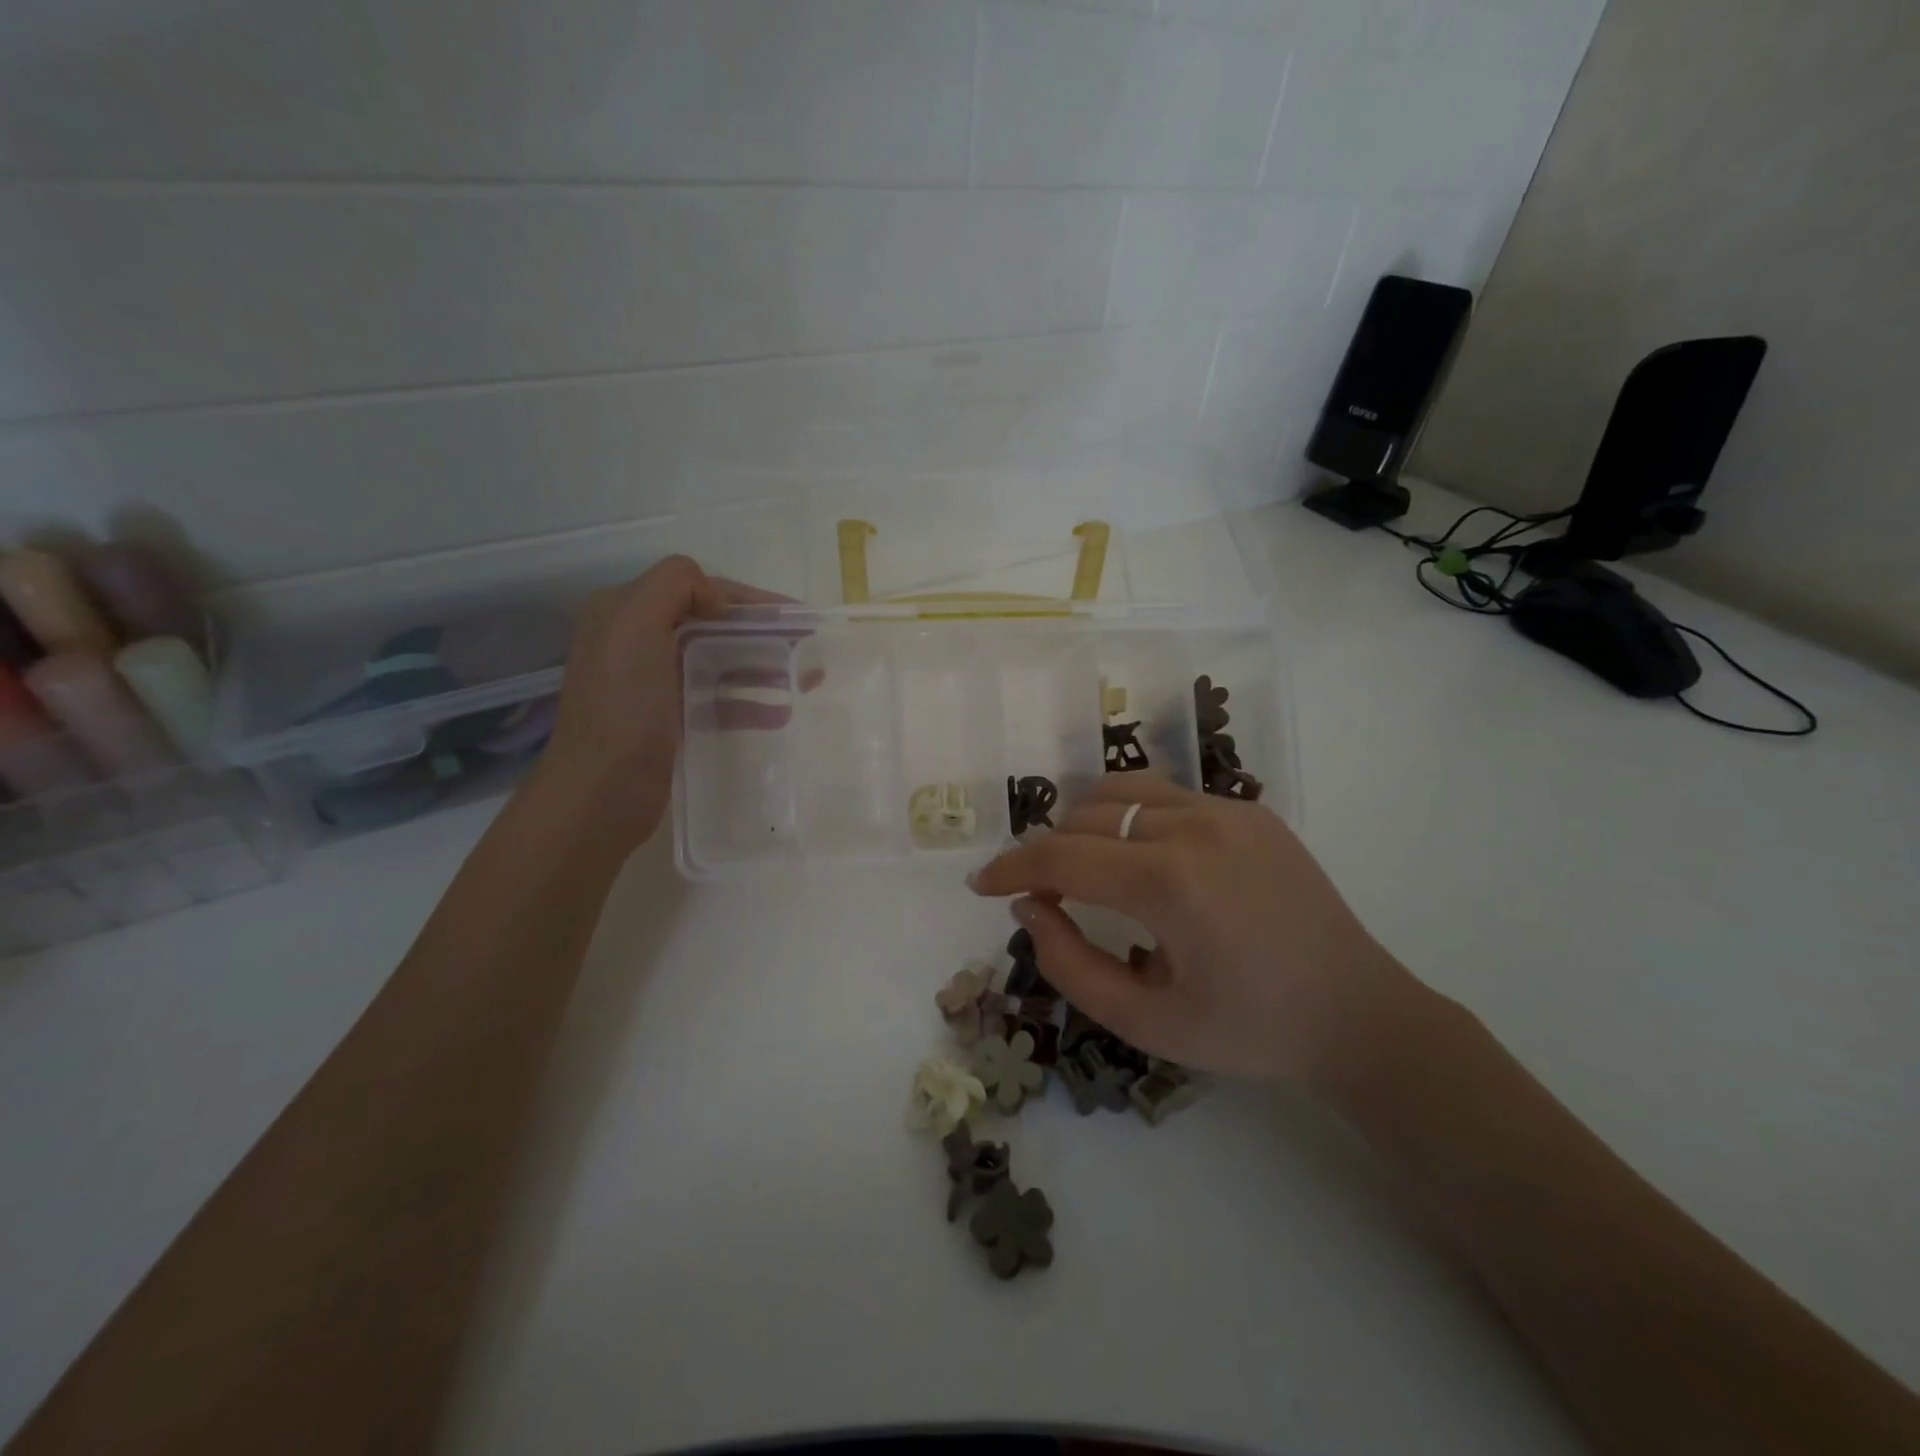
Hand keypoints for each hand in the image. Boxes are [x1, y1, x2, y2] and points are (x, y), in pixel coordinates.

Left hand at [528, 555, 787, 853]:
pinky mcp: (669, 720)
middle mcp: (638, 640)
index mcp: (625, 612)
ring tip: (808, 679)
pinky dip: (750, 702)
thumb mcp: (634, 628)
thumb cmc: (622, 711)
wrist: (599, 795)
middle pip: (714, 625)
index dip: (749, 600)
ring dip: (764, 666)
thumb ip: (674, 587)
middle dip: (764, 633)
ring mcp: (654, 683)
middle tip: (810, 648)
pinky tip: (781, 713)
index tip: (796, 618)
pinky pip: (718, 699)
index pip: (699, 589)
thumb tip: (721, 599)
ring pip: (721, 661)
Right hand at [968, 775, 1423, 1087]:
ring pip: (1123, 792)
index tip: (981, 883)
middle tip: (1043, 897)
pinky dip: (1132, 818)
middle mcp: (1195, 827)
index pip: (1061, 856)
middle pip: (1085, 817)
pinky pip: (1167, 796)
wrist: (1358, 1014)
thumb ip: (1070, 963)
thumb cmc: (1248, 1031)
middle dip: (1048, 852)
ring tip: (1085, 868)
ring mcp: (1227, 810)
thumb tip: (1029, 907)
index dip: (1012, 868)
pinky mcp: (1250, 809)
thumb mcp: (1145, 1022)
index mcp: (1169, 882)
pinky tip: (1143, 860)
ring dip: (1086, 823)